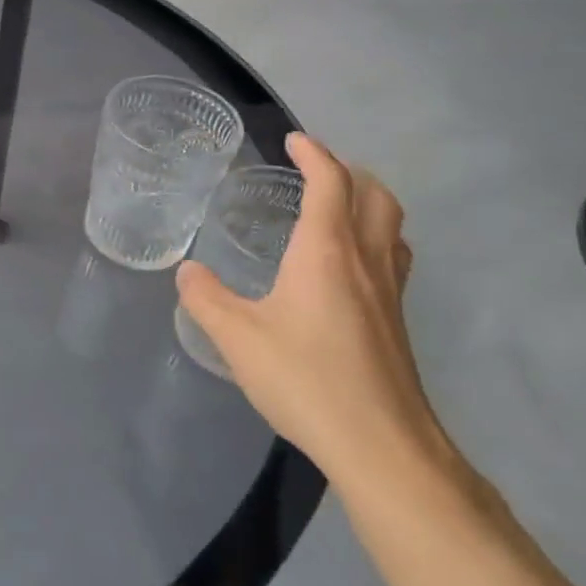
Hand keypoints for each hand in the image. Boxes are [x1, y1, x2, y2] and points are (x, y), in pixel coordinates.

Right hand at [176, 134, 452, 494]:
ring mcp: (390, 293)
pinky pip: (391, 259)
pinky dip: (373, 240)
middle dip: (348, 172)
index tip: (294, 140)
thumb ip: (206, 299)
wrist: (381, 445)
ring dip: (368, 203)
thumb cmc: (306, 380)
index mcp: (327, 252)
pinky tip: (346, 270)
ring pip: (391, 227)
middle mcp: (366, 261)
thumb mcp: (238, 338)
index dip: (314, 154)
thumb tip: (187, 270)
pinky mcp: (397, 323)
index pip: (331, 182)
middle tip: (315, 172)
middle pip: (376, 195)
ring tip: (334, 210)